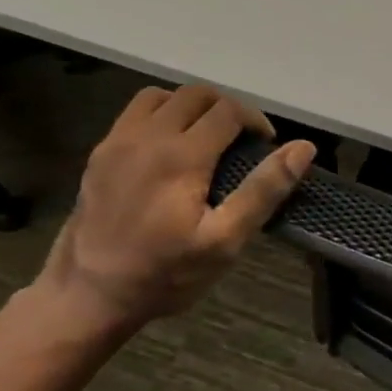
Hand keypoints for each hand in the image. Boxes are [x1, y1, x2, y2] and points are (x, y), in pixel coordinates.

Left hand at [36, 85, 314, 334]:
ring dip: (191, 107)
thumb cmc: (165, 273)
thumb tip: (303, 148)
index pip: (228, 110)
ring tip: (206, 138)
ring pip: (161, 96)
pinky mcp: (99, 155)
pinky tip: (170, 150)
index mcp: (181, 155)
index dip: (256, 121)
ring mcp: (116, 143)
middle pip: (195, 94)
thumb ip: (264, 190)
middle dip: (227, 109)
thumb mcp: (225, 240)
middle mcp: (146, 137)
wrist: (88, 296)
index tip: (266, 147)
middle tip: (241, 142)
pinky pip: (134, 114)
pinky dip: (161, 116)